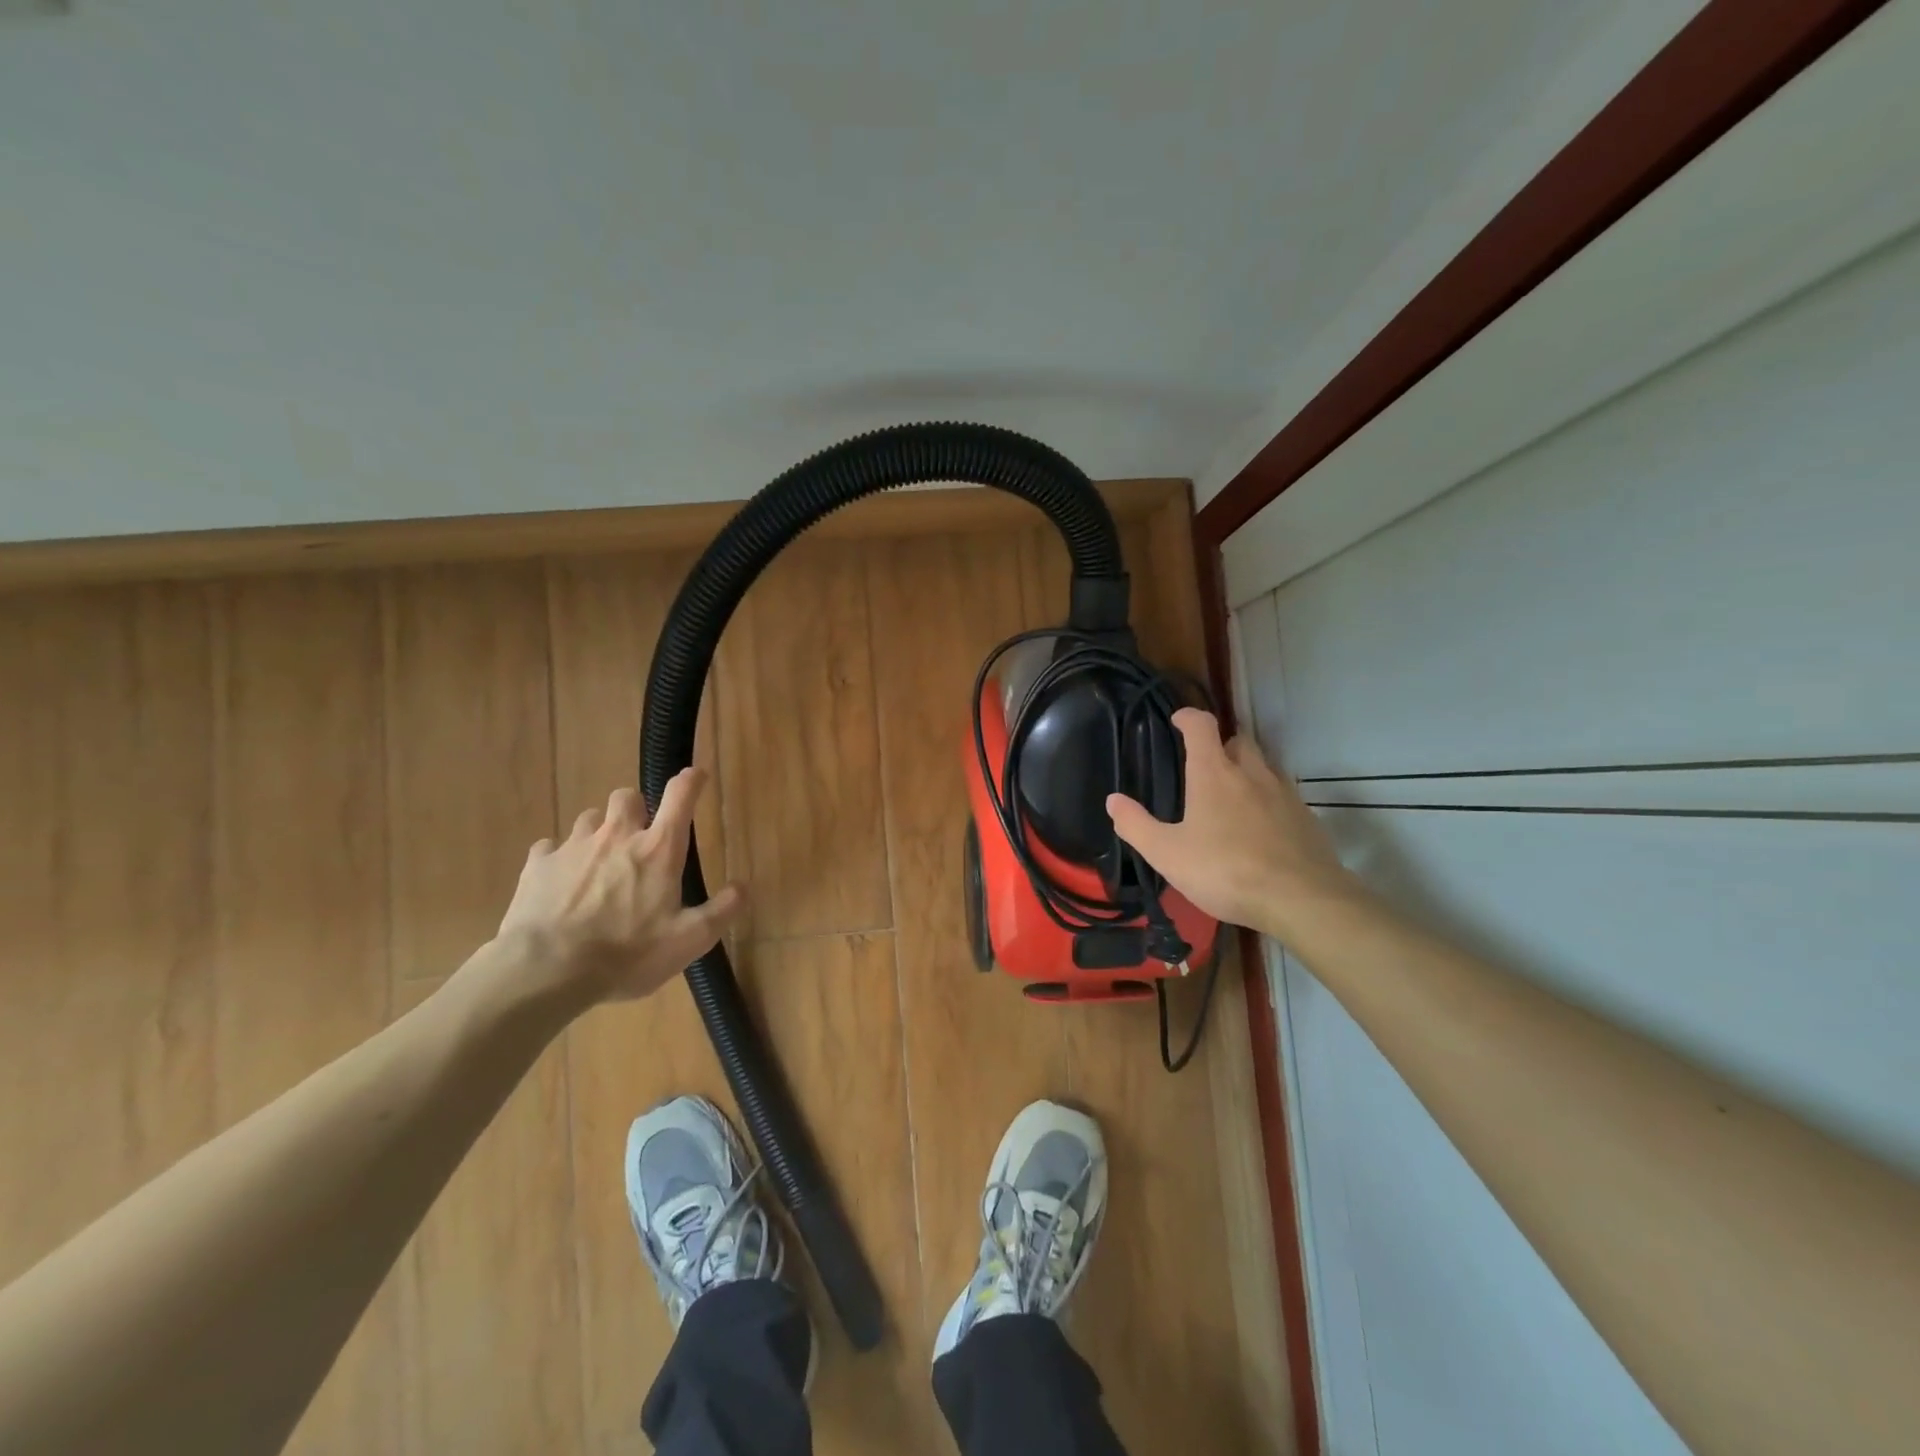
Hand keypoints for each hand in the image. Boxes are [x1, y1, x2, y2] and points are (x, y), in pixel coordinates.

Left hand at [495, 770, 744, 1003]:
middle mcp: (617, 836)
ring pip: (589, 818)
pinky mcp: (537, 866)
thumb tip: (743, 887)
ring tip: (600, 861)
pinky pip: (549, 849)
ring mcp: (573, 847)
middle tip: (639, 834)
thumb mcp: (689, 940)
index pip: (680, 797)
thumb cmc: (627, 954)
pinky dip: (558, 858)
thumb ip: (721, 910)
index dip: (692, 781)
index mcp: (658, 850)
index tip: (697, 775)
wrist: (546, 970)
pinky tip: (560, 881)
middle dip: (636, 808)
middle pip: (628, 796)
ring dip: (599, 831)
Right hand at [1107, 709, 1364, 942]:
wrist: (1301, 900)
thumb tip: (1113, 800)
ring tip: (1231, 798)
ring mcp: (1284, 793)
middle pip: (1238, 740)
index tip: (1177, 721)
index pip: (1202, 726)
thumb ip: (1136, 825)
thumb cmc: (1225, 870)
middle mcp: (1252, 773)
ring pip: (1263, 766)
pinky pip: (1282, 796)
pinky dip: (1267, 801)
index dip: (1188, 717)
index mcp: (1214, 773)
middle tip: (1204, 766)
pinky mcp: (1306, 817)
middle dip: (1220, 745)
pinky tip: (1259, 828)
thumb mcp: (1167, 854)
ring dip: (1246, 772)